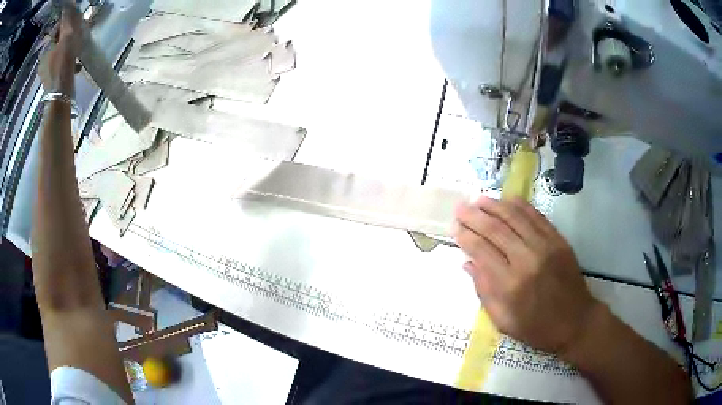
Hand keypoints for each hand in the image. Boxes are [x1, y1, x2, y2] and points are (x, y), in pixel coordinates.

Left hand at [40, 3, 82, 94]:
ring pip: (59, 51)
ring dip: (69, 48)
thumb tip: (71, 4)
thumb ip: (68, 20)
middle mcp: (43, 60)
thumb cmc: (63, 63)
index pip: (57, 27)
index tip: (76, 22)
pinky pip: (59, 64)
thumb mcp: (67, 36)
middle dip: (68, 35)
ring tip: (77, 49)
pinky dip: (67, 61)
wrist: (61, 94)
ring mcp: (46, 72)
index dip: (67, 22)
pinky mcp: (50, 80)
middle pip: (58, 40)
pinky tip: (74, 64)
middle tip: (78, 34)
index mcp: (46, 48)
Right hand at [454, 196, 601, 355]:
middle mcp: (527, 260)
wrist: (576, 322)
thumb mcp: (503, 321)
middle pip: (495, 229)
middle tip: (460, 207)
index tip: (454, 227)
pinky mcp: (559, 240)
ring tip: (479, 200)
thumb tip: (467, 263)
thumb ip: (484, 292)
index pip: (481, 251)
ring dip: (495, 206)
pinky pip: (537, 217)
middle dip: (474, 216)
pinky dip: (521, 206)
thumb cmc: (537, 328)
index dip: (465, 236)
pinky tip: (508, 200)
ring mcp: (545, 247)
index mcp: (510, 285)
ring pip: (515, 218)